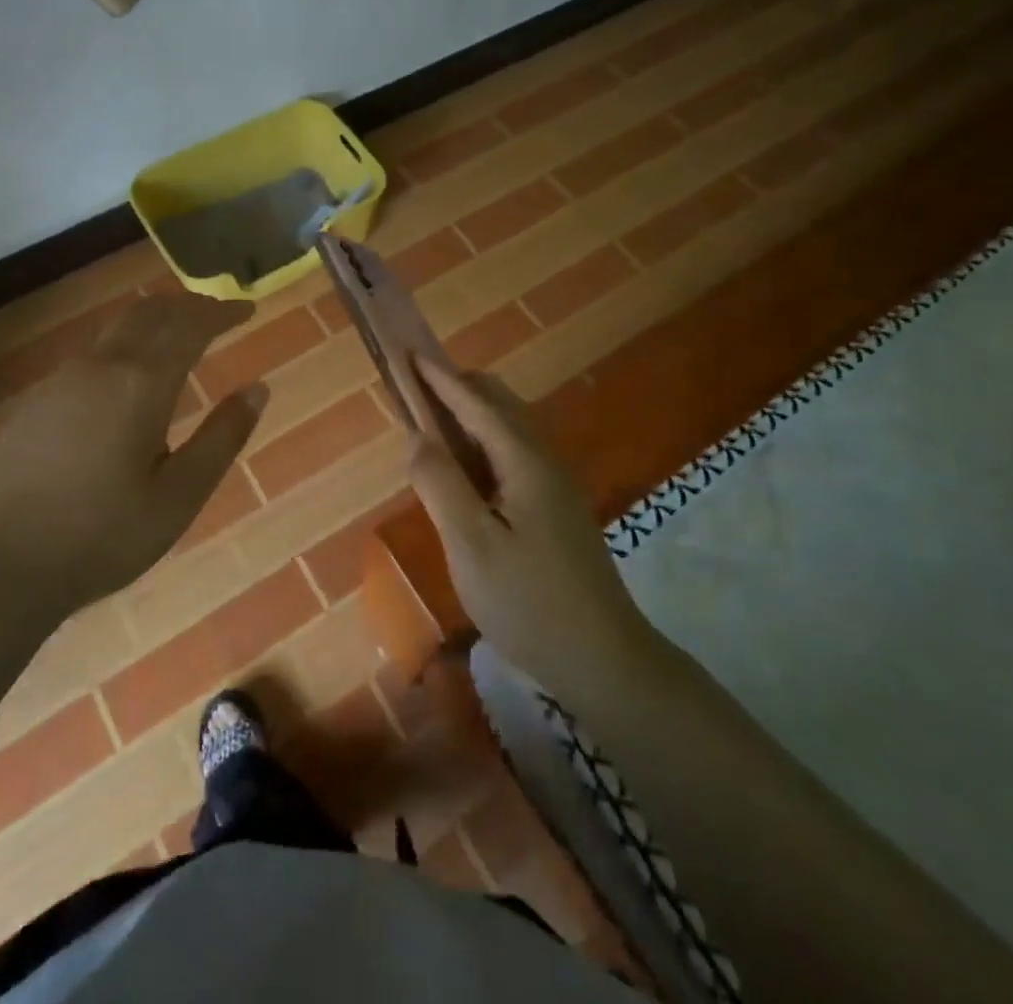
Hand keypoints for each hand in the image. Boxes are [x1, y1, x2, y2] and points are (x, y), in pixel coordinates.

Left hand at [0, 294, 267, 650]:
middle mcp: (100, 367)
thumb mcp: (179, 496)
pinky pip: (91, 354)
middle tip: (217, 314)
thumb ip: (222, 437)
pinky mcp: (35, 401)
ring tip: (179, 338)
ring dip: (154, 322)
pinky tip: (128, 379)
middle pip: (149, 313)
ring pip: (116, 329)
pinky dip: (125, 345)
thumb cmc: (103, 537)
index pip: (190, 325)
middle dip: (188, 305)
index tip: (247, 308)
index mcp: (141, 384)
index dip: (222, 311)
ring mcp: (61, 381)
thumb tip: (258, 388)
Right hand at [396, 354, 653, 698]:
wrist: (604, 659)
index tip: (409, 352)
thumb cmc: (529, 601)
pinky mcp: (556, 509)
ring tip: (432, 424)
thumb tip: (417, 436)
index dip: (439, 378)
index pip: (474, 402)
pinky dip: (482, 444)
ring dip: (470, 415)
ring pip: (508, 429)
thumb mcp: (471, 544)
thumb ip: (440, 484)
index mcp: (524, 461)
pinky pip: (513, 455)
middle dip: (457, 388)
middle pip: (499, 405)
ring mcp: (555, 485)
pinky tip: (466, 470)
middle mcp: (543, 461)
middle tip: (415, 389)